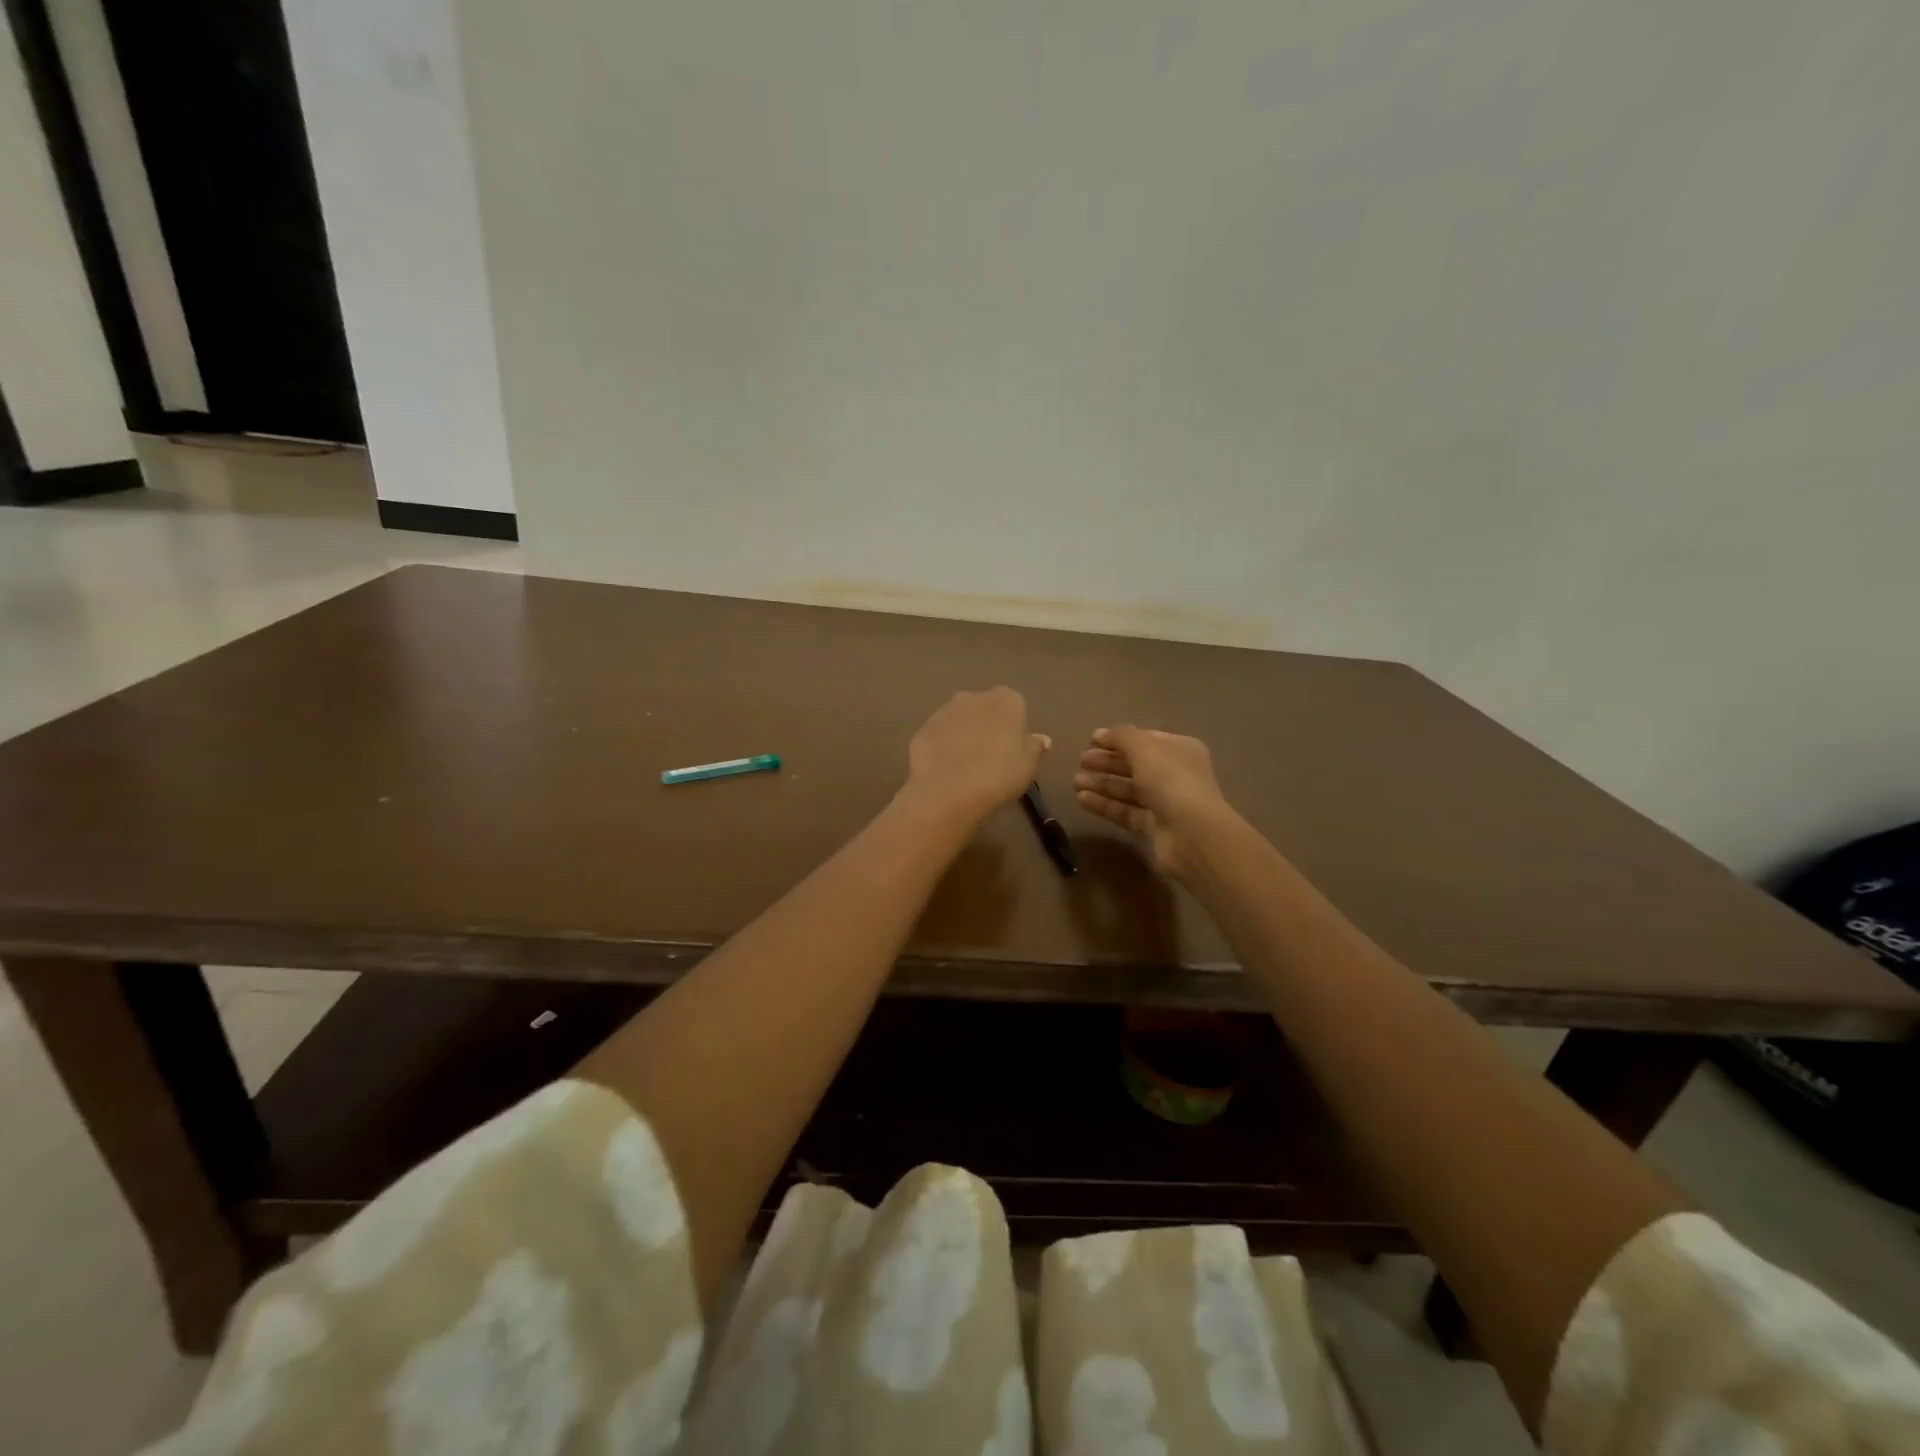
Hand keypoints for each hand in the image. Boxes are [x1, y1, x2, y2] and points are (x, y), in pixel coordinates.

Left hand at [904, 687, 1050, 824]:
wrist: (949, 791)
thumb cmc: (999, 774)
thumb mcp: (1028, 765)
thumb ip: (1035, 747)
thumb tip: (1041, 739)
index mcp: (1005, 700)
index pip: (1014, 705)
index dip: (1014, 727)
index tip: (1013, 749)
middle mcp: (973, 697)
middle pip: (984, 708)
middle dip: (986, 726)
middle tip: (990, 757)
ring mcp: (943, 712)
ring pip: (958, 721)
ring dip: (962, 736)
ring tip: (965, 767)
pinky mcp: (922, 730)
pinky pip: (938, 737)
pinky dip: (942, 748)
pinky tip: (945, 771)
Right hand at [1075, 725, 1230, 879]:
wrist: (1192, 834)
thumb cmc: (1171, 781)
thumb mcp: (1145, 748)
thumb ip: (1122, 736)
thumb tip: (1104, 733)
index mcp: (1180, 749)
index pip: (1145, 739)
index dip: (1118, 739)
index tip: (1090, 740)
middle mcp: (1174, 774)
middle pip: (1135, 765)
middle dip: (1107, 762)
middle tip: (1081, 761)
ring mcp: (1165, 802)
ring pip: (1128, 789)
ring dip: (1102, 783)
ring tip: (1075, 782)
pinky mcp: (1153, 827)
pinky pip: (1125, 811)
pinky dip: (1104, 804)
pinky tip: (1082, 799)